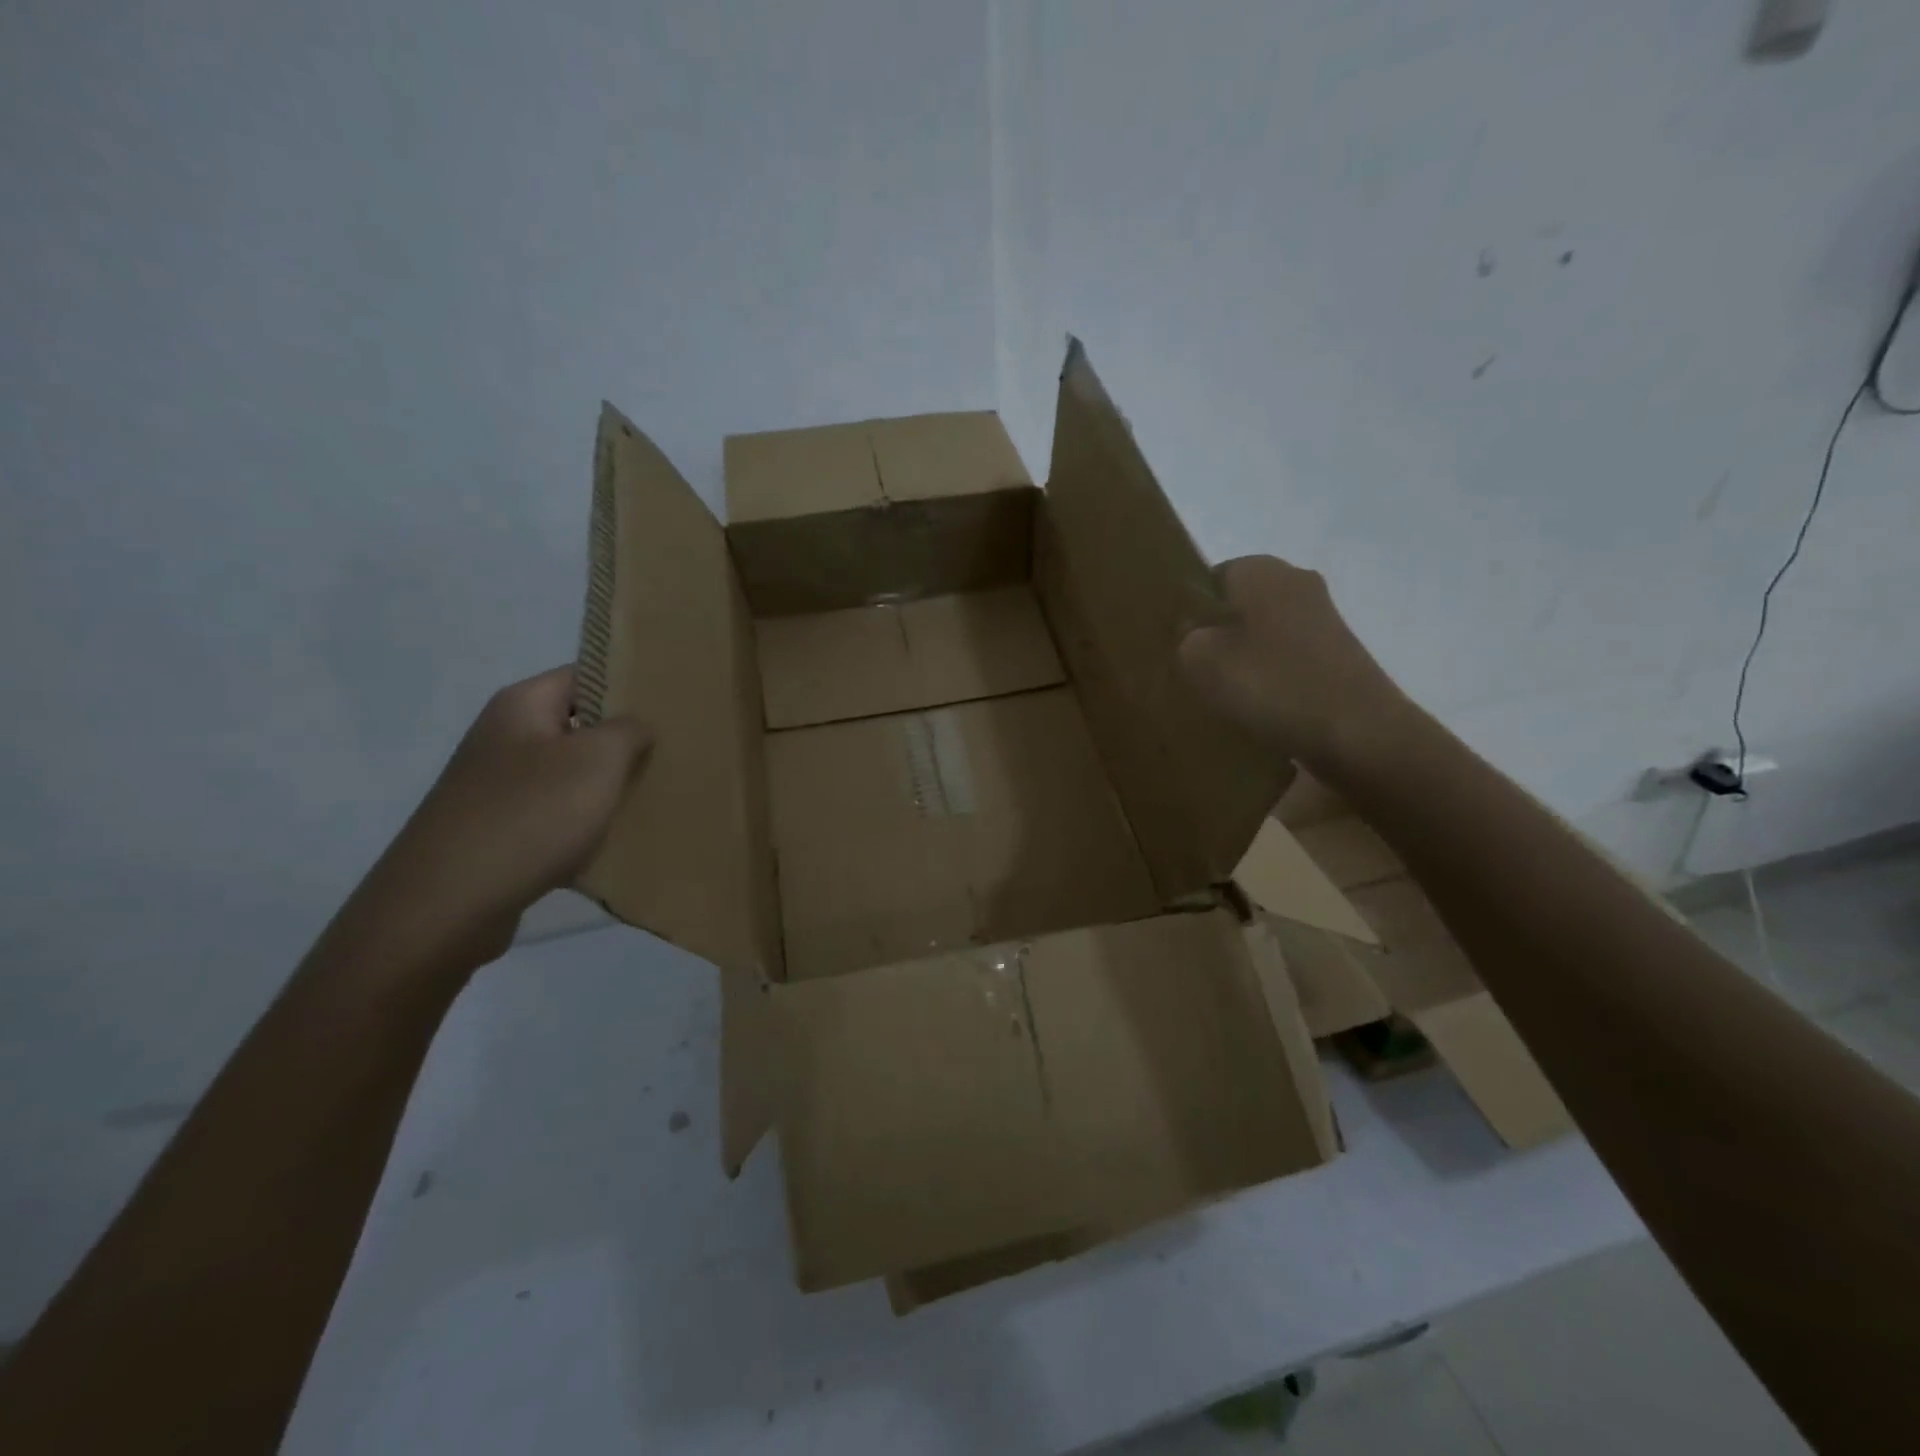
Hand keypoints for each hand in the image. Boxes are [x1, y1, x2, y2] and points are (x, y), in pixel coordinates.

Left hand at [335, 666, 650, 976]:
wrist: (447, 904)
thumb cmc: (530, 816)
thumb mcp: (597, 760)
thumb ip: (628, 730)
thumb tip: (635, 725)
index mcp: (521, 706)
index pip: (585, 675)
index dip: (628, 685)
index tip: (671, 705)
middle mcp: (503, 737)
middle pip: (578, 726)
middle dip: (623, 741)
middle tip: (673, 753)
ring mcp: (495, 787)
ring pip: (569, 774)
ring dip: (606, 786)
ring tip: (652, 797)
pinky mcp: (496, 831)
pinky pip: (554, 815)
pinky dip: (583, 824)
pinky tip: (614, 841)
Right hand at [1178, 556, 1407, 769]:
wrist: (1359, 734)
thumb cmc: (1272, 684)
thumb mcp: (1200, 659)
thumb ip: (1184, 638)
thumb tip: (1193, 635)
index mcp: (1261, 570)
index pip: (1209, 578)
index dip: (1188, 610)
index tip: (1173, 644)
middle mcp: (1296, 583)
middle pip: (1238, 607)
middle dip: (1215, 635)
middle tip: (1190, 672)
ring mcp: (1322, 621)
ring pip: (1262, 635)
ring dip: (1242, 660)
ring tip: (1220, 696)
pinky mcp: (1337, 657)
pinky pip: (1286, 661)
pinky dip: (1269, 680)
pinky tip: (1255, 710)